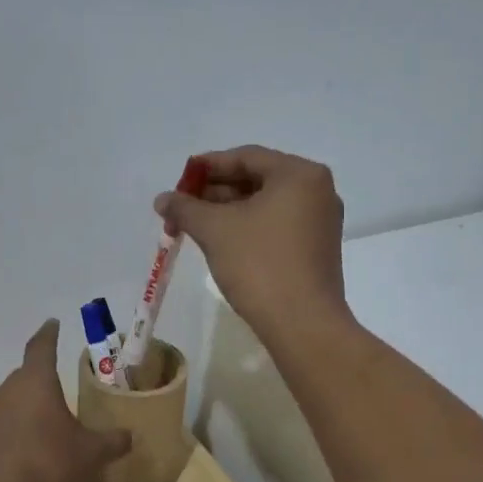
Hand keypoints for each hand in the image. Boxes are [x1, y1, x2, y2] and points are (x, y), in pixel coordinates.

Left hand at [0, 320, 131, 481]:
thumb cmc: (47, 465)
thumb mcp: (91, 455)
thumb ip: (112, 442)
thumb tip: (130, 435)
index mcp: (36, 383)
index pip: (42, 347)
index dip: (49, 334)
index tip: (52, 323)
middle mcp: (6, 392)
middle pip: (25, 377)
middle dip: (41, 380)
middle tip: (58, 390)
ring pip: (9, 404)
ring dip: (25, 411)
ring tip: (42, 429)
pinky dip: (10, 437)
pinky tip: (21, 458)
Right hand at [154, 145, 347, 339]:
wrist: (302, 324)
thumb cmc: (259, 265)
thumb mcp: (215, 230)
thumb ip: (185, 208)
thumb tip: (162, 199)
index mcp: (299, 174)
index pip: (246, 157)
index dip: (207, 166)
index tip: (179, 180)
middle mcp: (317, 191)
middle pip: (257, 179)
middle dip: (215, 192)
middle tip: (182, 206)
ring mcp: (320, 222)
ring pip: (265, 205)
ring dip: (228, 211)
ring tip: (194, 225)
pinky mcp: (316, 249)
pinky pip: (276, 225)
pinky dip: (248, 227)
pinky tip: (221, 242)